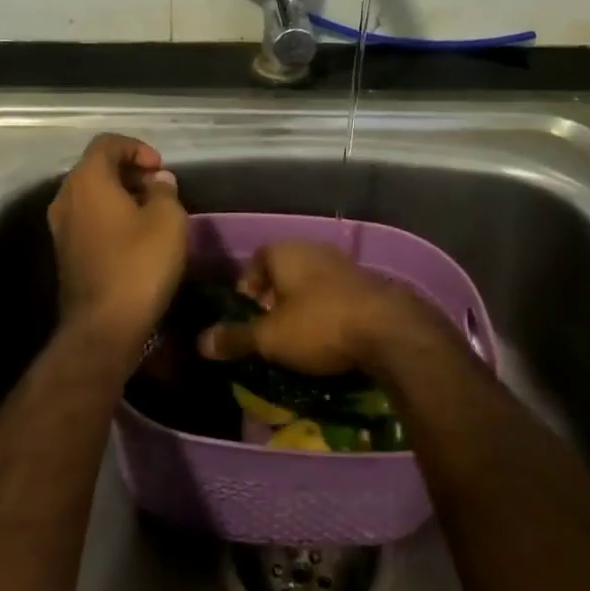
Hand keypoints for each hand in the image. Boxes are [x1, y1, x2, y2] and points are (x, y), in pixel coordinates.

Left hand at [47, 134, 186, 343]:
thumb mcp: (169, 219)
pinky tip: (135, 238)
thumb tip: (158, 182)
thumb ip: (164, 191)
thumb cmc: (139, 263)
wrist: (104, 327)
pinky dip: (110, 217)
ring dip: (120, 196)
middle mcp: (66, 197)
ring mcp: (60, 227)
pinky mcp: (64, 253)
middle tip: (159, 190)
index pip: (107, 143)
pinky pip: (88, 219)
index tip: (160, 169)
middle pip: (96, 168)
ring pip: (91, 195)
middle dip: (129, 172)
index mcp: (87, 180)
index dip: (136, 148)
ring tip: (152, 214)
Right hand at [197, 240, 422, 376]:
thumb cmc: (319, 325)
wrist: (388, 330)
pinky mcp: (367, 283)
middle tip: (269, 329)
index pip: (257, 260)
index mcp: (286, 251)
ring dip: (302, 305)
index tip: (246, 315)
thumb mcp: (270, 338)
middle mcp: (313, 249)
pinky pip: (335, 294)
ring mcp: (343, 263)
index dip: (247, 286)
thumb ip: (236, 338)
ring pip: (311, 282)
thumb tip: (200, 342)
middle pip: (284, 270)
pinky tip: (329, 337)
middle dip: (274, 298)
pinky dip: (326, 311)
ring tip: (297, 337)